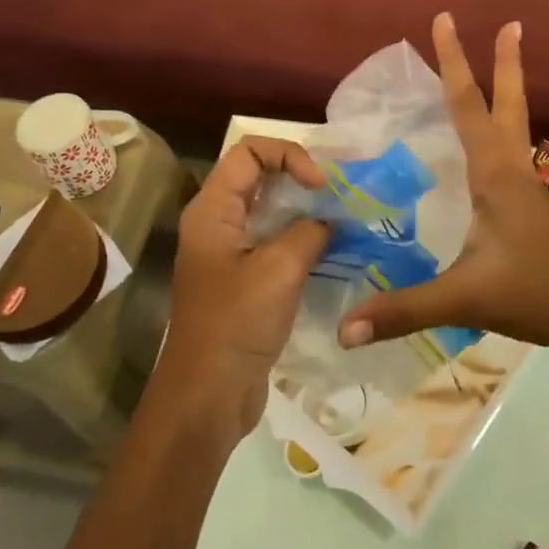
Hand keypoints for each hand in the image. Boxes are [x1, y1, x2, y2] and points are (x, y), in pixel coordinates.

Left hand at [160, 138, 330, 434]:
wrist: (207, 396)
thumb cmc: (236, 325)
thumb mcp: (280, 270)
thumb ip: (309, 231)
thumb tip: (328, 221)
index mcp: (212, 211)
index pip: (249, 152)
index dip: (288, 155)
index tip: (321, 185)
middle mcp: (216, 223)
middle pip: (258, 177)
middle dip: (300, 178)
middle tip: (338, 196)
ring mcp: (227, 252)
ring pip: (268, 211)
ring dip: (303, 210)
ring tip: (341, 220)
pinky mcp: (241, 280)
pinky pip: (272, 242)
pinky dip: (299, 239)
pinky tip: (330, 252)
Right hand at [337, 12, 548, 354]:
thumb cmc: (540, 291)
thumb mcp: (467, 298)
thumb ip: (404, 310)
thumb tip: (342, 330)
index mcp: (495, 173)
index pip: (468, 105)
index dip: (454, 62)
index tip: (446, 18)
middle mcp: (512, 169)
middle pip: (507, 103)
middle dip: (505, 62)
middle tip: (511, 23)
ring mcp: (526, 188)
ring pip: (513, 126)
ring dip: (507, 92)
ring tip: (501, 65)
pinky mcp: (531, 208)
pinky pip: (509, 155)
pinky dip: (500, 132)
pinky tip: (488, 151)